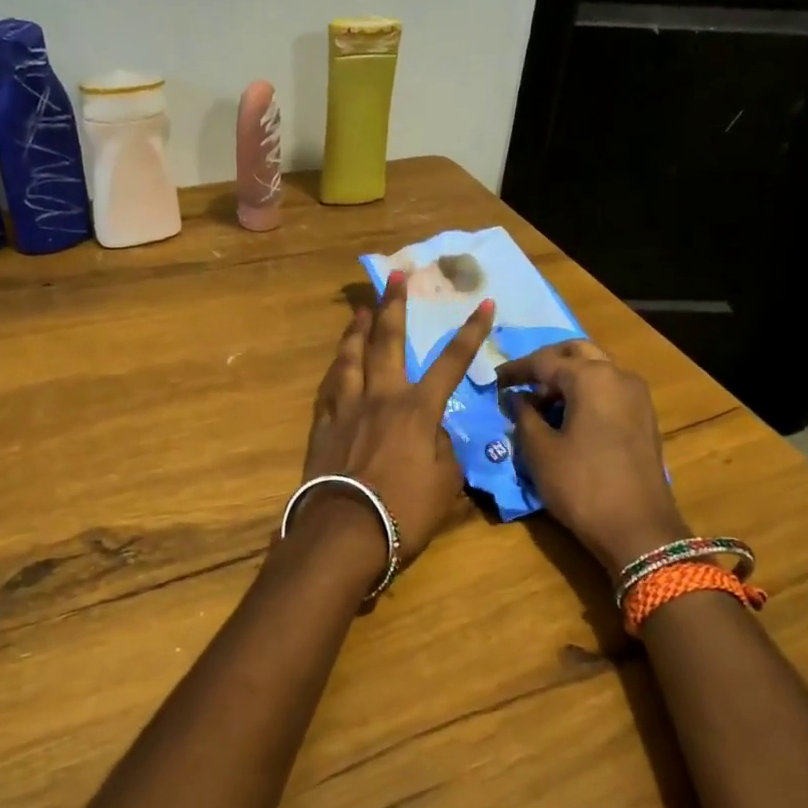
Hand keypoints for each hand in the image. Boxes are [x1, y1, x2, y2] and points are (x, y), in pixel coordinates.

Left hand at [301, 271, 495, 563]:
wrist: (345, 532)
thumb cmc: (405, 511)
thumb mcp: (445, 484)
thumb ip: (444, 450)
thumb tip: (434, 433)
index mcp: (417, 409)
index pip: (451, 362)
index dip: (471, 333)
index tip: (485, 303)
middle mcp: (381, 397)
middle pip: (387, 341)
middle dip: (394, 305)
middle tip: (395, 276)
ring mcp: (346, 409)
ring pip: (350, 357)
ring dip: (357, 330)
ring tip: (360, 310)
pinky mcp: (322, 426)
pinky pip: (328, 389)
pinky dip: (335, 371)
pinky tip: (335, 364)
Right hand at [495, 341, 689, 578]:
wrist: (638, 529)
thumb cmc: (581, 486)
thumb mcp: (540, 452)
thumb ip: (524, 416)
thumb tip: (516, 398)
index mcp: (591, 377)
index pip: (544, 360)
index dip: (515, 370)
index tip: (492, 381)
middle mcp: (618, 375)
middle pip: (577, 352)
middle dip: (546, 363)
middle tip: (520, 383)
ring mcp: (637, 395)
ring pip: (597, 368)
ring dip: (568, 377)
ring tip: (540, 402)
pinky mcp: (644, 416)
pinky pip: (610, 388)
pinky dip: (586, 392)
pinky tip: (567, 416)